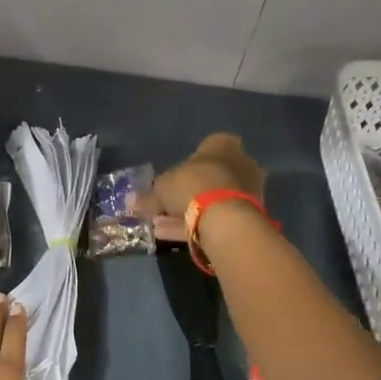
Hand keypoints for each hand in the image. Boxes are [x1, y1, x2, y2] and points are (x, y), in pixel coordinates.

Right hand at [141, 134, 265, 237]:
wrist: (225, 217)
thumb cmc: (192, 185)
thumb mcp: (161, 188)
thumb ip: (148, 196)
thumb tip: (131, 201)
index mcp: (223, 144)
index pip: (203, 149)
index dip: (183, 167)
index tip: (168, 183)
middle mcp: (241, 162)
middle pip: (208, 177)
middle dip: (186, 193)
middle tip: (163, 207)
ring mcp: (249, 190)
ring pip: (212, 200)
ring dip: (188, 211)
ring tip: (162, 225)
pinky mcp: (249, 215)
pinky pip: (218, 217)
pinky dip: (196, 224)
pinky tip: (172, 234)